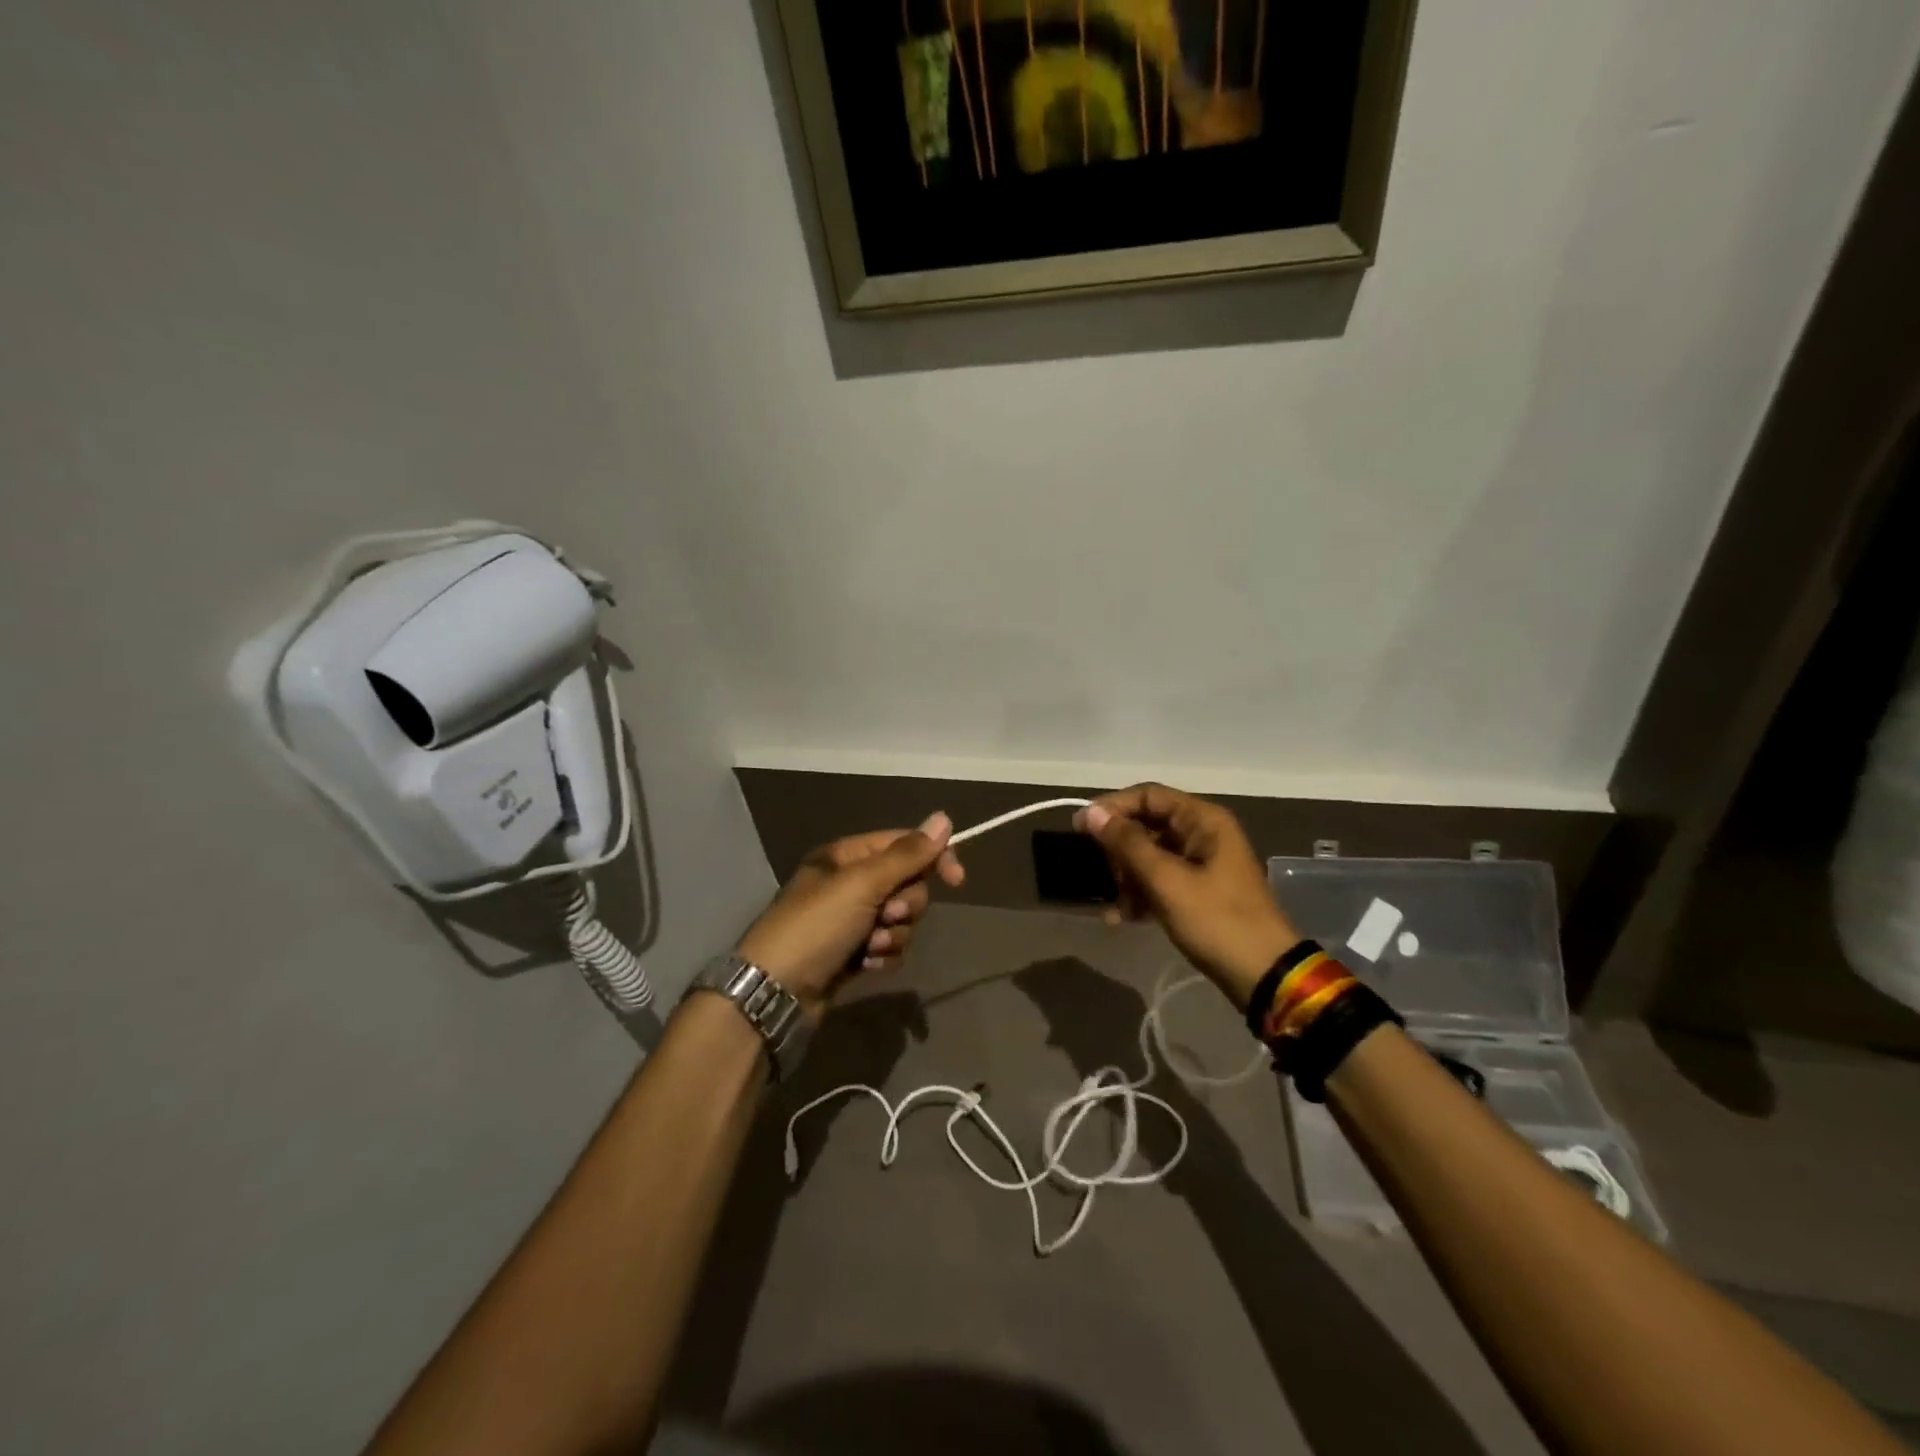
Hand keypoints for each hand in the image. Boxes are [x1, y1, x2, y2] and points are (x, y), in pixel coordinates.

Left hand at [735, 812, 964, 1011]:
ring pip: (901, 920)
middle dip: (904, 905)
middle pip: (906, 884)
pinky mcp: (854, 952)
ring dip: (893, 935)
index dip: (933, 858)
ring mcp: (851, 920)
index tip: (957, 880)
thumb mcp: (862, 884)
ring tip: (869, 946)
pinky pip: (890, 946)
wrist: (776, 993)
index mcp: (847, 856)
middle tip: (885, 917)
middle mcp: (850, 884)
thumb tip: (944, 818)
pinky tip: (865, 965)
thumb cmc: (816, 926)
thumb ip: (906, 855)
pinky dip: (883, 955)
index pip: (904, 844)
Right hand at [1076, 784, 1299, 1008]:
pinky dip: (1141, 894)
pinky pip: (1160, 879)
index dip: (1112, 807)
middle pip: (1147, 824)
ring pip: (1150, 854)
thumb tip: (1092, 813)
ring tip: (1117, 906)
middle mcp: (1203, 833)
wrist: (1264, 976)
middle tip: (1105, 875)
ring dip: (1128, 876)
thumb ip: (1127, 844)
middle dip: (1120, 849)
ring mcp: (1202, 863)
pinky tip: (1123, 918)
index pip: (1148, 795)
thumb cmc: (1216, 921)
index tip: (1080, 828)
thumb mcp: (1167, 881)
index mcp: (1203, 820)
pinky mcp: (1198, 890)